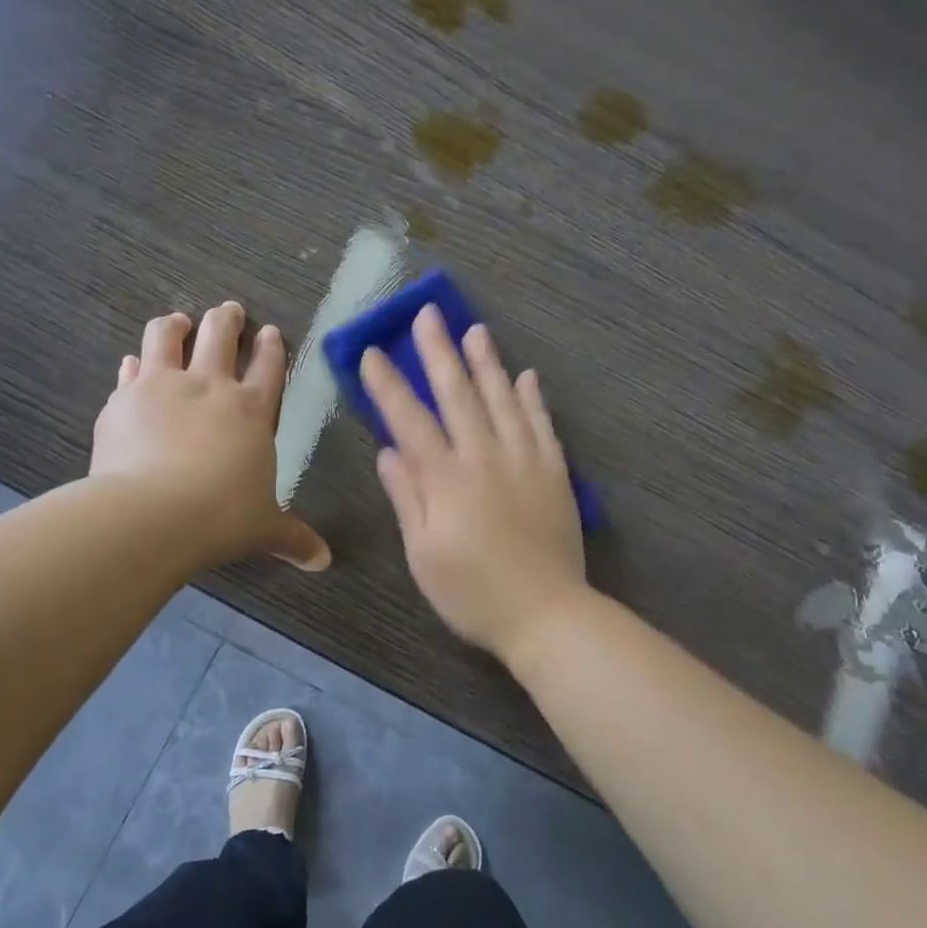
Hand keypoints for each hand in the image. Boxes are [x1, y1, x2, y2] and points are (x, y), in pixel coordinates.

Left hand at [91, 302, 329, 571]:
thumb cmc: (222, 517)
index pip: (268, 369)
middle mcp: (208, 388)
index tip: (270, 332)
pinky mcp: (123, 400)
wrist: (152, 514)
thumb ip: (293, 538)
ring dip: (175, 326)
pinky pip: (130, 371)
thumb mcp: (264, 529)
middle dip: (227, 320)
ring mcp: (162, 387)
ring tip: (177, 321)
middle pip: (220, 336)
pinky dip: (135, 365)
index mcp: (251, 411)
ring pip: (167, 337)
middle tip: (229, 310)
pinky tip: (133, 364)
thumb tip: (323, 562)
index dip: (272, 348)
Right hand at [361, 305, 586, 655]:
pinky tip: (526, 375)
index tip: (372, 352)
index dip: (389, 385)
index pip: (410, 420)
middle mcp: (485, 457)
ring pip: (502, 399)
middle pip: (458, 394)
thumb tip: (388, 452)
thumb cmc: (472, 592)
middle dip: (438, 352)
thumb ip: (407, 497)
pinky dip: (532, 398)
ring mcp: (524, 460)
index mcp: (446, 479)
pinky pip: (541, 424)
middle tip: (427, 314)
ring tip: (475, 329)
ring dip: (486, 362)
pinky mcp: (554, 472)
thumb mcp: (423, 554)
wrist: (546, 613)